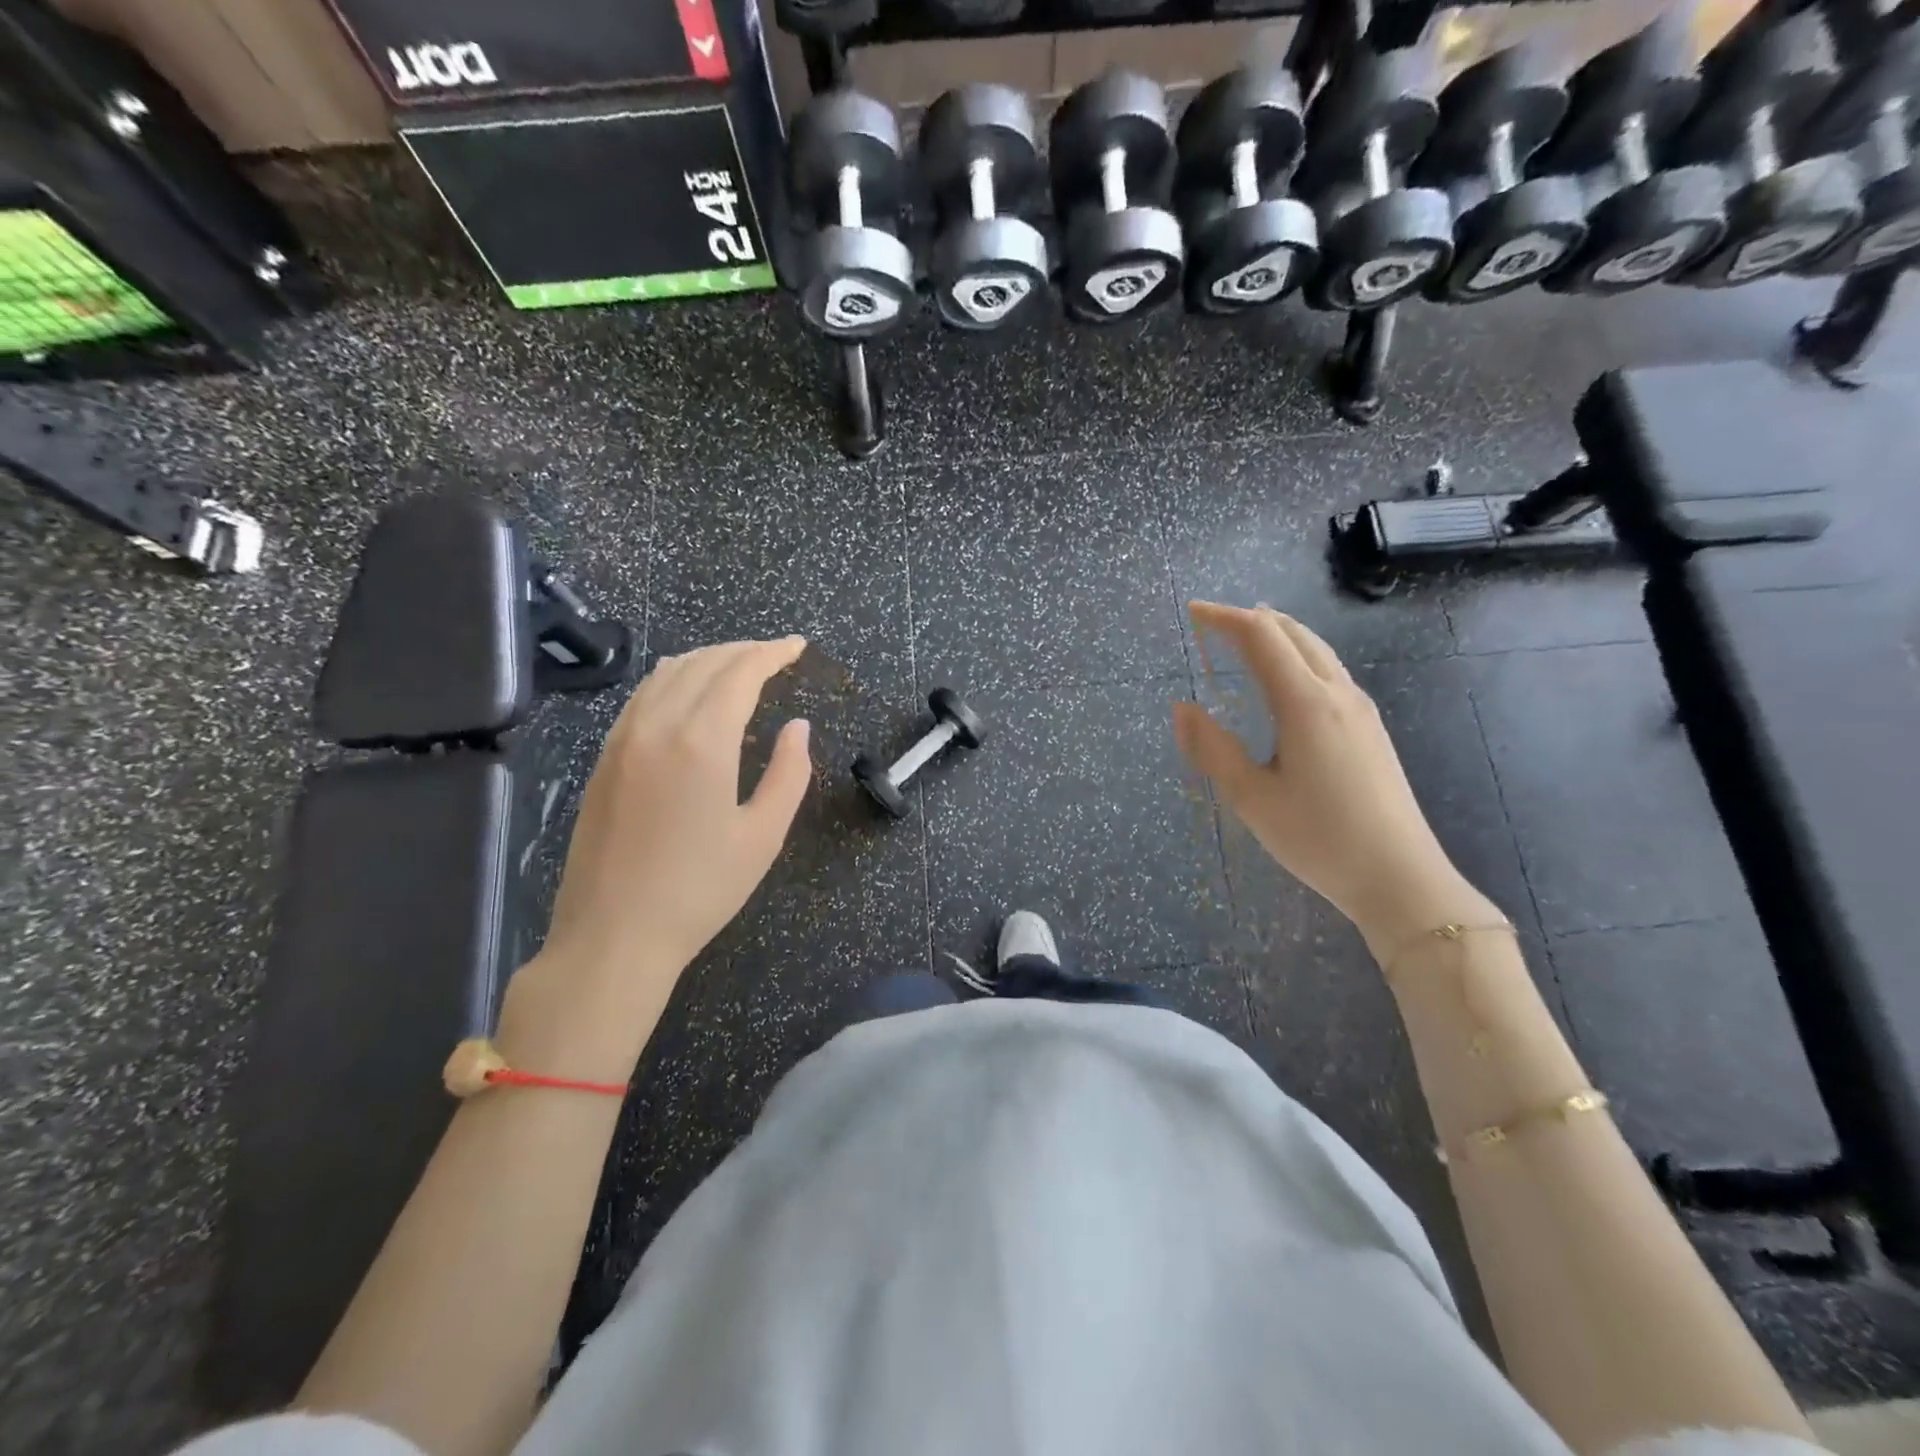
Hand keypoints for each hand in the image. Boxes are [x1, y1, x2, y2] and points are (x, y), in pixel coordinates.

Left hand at [498, 637, 812, 1078]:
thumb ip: (789, 773)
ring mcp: (622, 739)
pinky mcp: (604, 758)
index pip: (740, 672)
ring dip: (706, 659)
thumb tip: (797, 727)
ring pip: (667, 674)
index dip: (771, 653)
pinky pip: (641, 696)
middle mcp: (657, 725)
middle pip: (702, 663)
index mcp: (701, 741)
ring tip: (737, 665)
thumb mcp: (763, 836)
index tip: (797, 646)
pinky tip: (685, 691)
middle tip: (775, 655)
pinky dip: (672, 678)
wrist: (613, 935)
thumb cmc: (700, 890)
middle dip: (742, 650)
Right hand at [1172, 603, 1498, 953]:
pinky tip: (1286, 680)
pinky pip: (1329, 671)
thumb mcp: (1251, 797)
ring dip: (1279, 634)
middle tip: (1214, 623)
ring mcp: (1360, 709)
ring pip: (1317, 650)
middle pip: (1293, 633)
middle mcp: (1337, 693)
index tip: (1192, 612)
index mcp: (1304, 703)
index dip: (1223, 618)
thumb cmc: (1318, 838)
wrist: (1400, 877)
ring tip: (1247, 638)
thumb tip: (1181, 708)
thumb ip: (1212, 748)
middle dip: (1251, 619)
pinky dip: (1298, 656)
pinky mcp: (1370, 728)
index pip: (1261, 637)